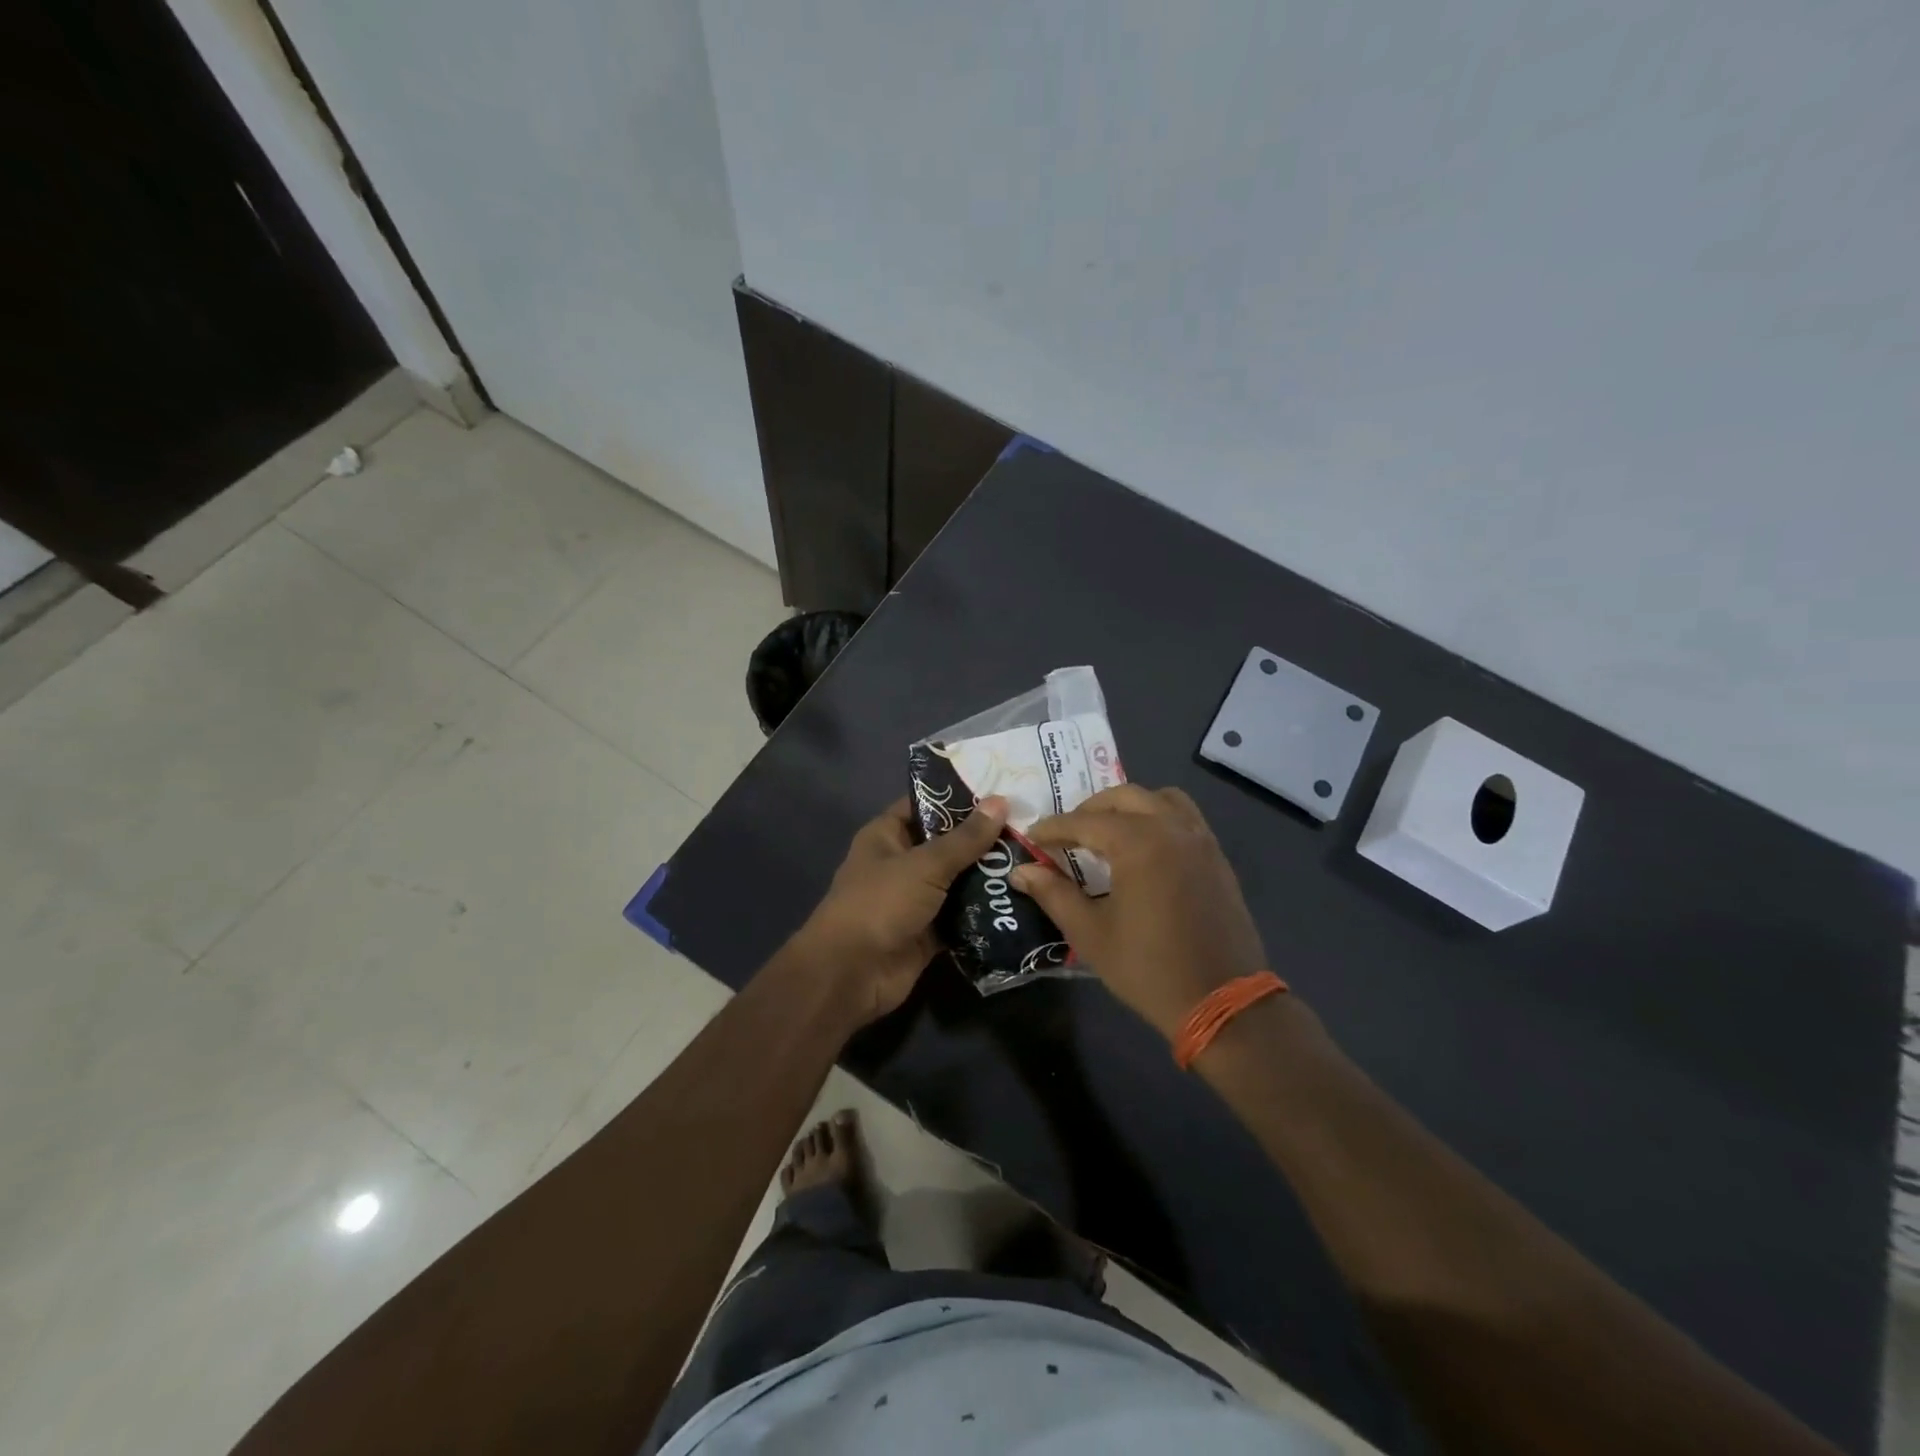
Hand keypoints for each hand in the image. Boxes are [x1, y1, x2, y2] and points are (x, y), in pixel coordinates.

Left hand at [791, 794, 1008, 1026]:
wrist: (852, 975)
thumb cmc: (880, 904)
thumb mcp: (924, 865)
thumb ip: (965, 838)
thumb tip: (1001, 802)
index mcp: (888, 835)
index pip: (926, 804)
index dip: (960, 797)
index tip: (1002, 789)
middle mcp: (902, 863)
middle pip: (948, 844)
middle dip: (984, 838)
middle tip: (1031, 826)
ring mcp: (916, 899)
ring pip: (958, 881)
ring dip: (989, 876)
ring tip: (1034, 859)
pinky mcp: (929, 932)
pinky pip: (962, 916)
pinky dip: (985, 912)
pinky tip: (1021, 900)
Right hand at [1011, 785, 1267, 1039]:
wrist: (1223, 1002)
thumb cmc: (1148, 969)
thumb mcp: (1091, 934)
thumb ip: (1054, 894)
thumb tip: (1021, 871)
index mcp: (1138, 843)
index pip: (1084, 821)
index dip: (1053, 828)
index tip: (1030, 838)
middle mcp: (1171, 828)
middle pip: (1123, 797)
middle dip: (1089, 810)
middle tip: (1066, 835)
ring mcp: (1200, 839)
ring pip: (1160, 798)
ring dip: (1128, 806)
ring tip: (1107, 832)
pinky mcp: (1217, 856)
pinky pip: (1184, 817)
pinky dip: (1158, 817)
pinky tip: (1144, 848)